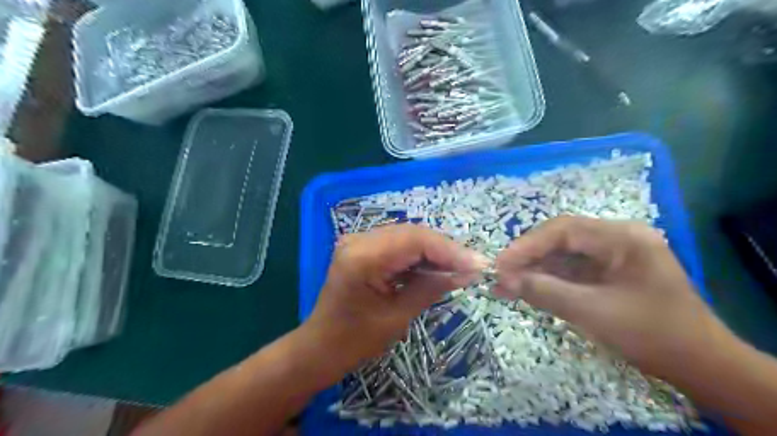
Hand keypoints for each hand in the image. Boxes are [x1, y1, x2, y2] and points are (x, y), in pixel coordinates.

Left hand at [302, 225, 482, 374]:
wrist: (320, 346)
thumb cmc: (354, 340)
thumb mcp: (397, 317)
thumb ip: (431, 288)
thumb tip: (467, 272)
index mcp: (363, 257)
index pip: (415, 240)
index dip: (450, 250)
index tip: (477, 265)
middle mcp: (359, 240)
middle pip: (413, 234)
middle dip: (445, 250)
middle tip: (473, 267)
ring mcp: (359, 241)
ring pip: (408, 237)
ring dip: (435, 252)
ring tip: (460, 268)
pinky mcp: (363, 248)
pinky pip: (399, 245)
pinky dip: (420, 256)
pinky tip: (437, 268)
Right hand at [494, 216, 733, 379]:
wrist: (701, 366)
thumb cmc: (653, 335)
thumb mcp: (594, 312)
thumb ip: (546, 292)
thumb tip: (503, 280)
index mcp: (622, 238)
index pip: (563, 230)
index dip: (527, 245)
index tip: (500, 264)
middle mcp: (616, 238)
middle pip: (560, 240)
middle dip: (528, 258)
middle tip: (499, 275)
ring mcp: (612, 256)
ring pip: (562, 256)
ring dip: (534, 271)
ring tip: (505, 286)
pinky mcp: (607, 273)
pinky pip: (571, 271)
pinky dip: (548, 281)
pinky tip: (526, 290)